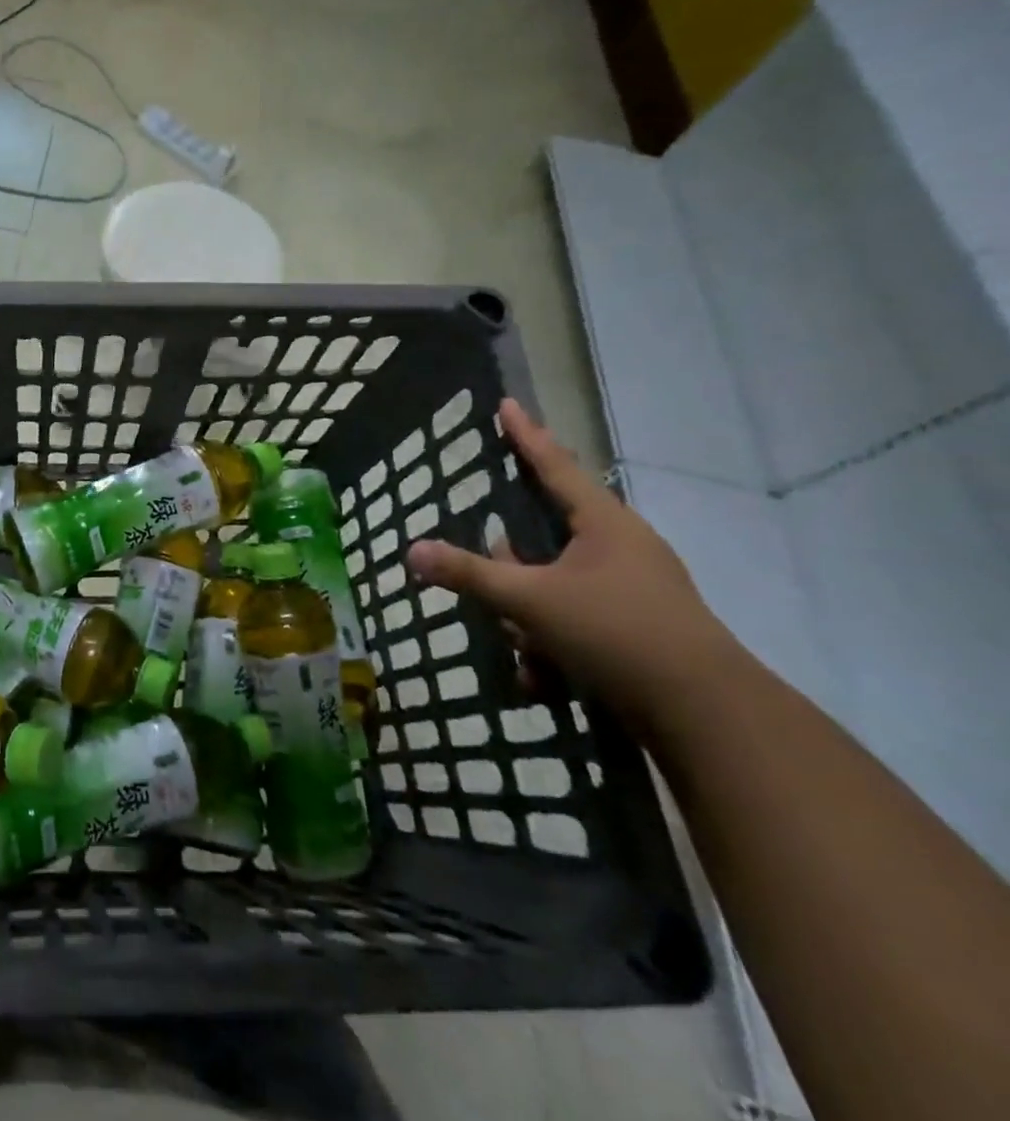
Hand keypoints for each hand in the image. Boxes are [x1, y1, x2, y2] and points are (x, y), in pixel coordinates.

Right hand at [405, 399, 733, 724]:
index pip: (555, 466)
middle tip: (492, 583)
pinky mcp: (635, 629)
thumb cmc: (617, 633)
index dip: (526, 436)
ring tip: (524, 651)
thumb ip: (470, 575)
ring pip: (553, 586)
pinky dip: (551, 645)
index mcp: (604, 525)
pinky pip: (573, 620)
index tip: (507, 404)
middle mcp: (620, 549)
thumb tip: (413, 550)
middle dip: (512, 568)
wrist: (707, 715)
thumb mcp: (531, 602)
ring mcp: (631, 590)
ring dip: (527, 617)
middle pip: (544, 538)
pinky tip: (543, 678)